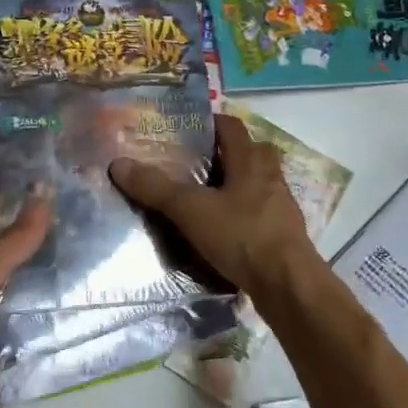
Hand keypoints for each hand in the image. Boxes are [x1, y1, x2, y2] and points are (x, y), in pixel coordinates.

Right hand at [109, 115, 312, 301]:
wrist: (288, 285)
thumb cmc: (242, 236)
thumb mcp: (192, 211)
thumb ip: (156, 188)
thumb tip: (119, 164)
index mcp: (250, 162)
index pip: (233, 128)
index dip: (213, 122)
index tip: (190, 127)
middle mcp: (270, 178)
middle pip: (252, 152)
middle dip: (229, 153)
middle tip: (199, 162)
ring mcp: (281, 207)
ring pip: (259, 183)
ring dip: (238, 184)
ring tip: (208, 196)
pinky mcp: (284, 234)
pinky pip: (262, 213)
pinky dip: (244, 214)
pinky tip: (226, 230)